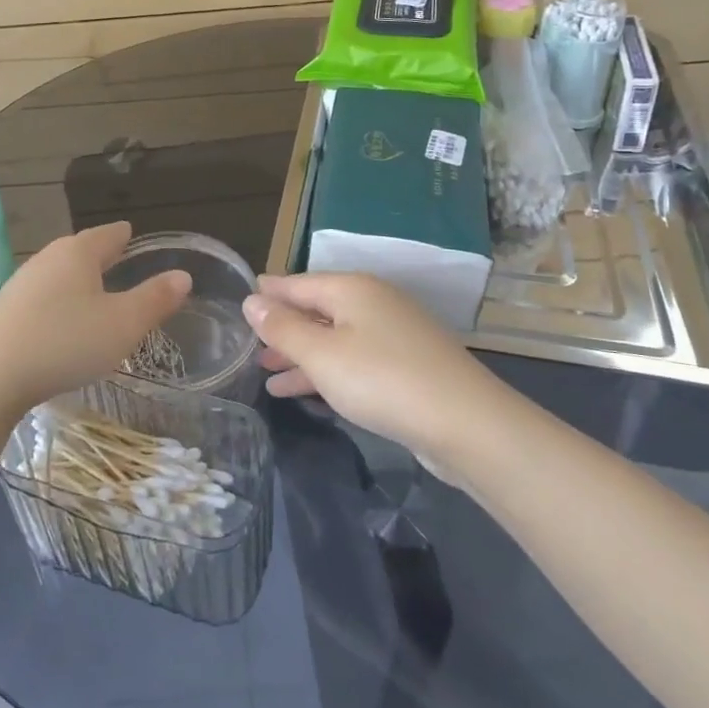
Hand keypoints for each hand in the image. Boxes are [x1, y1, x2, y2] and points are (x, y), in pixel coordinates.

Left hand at [0, 222, 190, 416]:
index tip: (132, 233)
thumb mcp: (122, 324)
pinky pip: (42, 297)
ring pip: (58, 273)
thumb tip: (183, 275)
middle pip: (80, 250)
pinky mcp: (3, 311)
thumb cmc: (65, 342)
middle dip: (100, 254)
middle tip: (119, 258)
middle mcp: (47, 259)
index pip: (109, 234)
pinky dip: (58, 301)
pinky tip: (60, 320)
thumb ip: (155, 299)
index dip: (124, 235)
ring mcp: (21, 284)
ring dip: (77, 279)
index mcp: (78, 253)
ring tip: (94, 289)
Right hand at [242, 273, 503, 462]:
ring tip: (266, 373)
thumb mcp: (321, 354)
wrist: (467, 425)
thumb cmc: (382, 380)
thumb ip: (283, 328)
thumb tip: (251, 300)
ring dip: (301, 354)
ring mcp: (392, 333)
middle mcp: (372, 302)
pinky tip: (303, 391)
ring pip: (333, 337)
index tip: (241, 301)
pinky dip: (326, 371)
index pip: (296, 282)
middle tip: (248, 346)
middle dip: (282, 328)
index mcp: (351, 289)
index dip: (268, 293)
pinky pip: (353, 359)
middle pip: (316, 308)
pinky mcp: (406, 365)